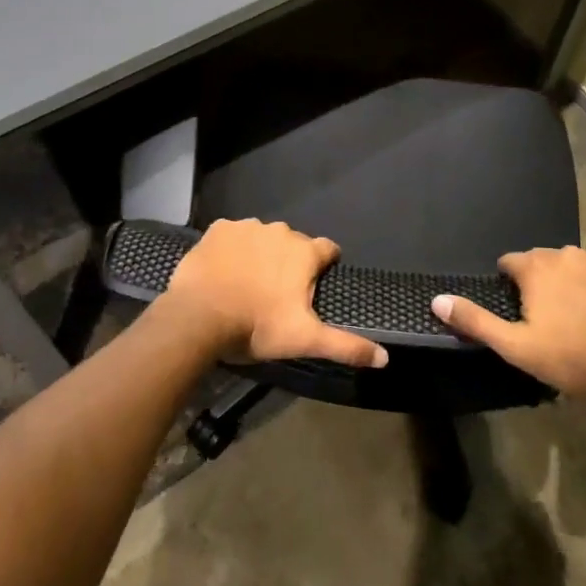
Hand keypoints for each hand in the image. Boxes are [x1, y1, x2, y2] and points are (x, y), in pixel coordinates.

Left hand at [160, 219, 388, 368]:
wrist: (199, 317)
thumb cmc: (257, 326)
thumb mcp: (305, 340)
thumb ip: (347, 346)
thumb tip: (385, 358)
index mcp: (304, 252)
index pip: (328, 249)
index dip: (324, 265)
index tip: (315, 284)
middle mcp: (279, 231)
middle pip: (293, 244)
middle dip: (289, 262)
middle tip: (276, 293)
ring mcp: (247, 227)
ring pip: (262, 238)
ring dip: (260, 254)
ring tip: (247, 283)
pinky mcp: (218, 229)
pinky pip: (232, 235)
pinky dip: (231, 249)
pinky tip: (224, 271)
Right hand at [431, 246, 585, 410]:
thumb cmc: (570, 360)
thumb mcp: (515, 347)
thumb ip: (475, 320)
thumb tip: (437, 299)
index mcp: (537, 267)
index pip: (510, 262)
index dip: (511, 285)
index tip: (520, 312)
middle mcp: (567, 253)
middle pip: (543, 262)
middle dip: (541, 282)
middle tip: (550, 319)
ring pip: (575, 264)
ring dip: (571, 281)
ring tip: (579, 316)